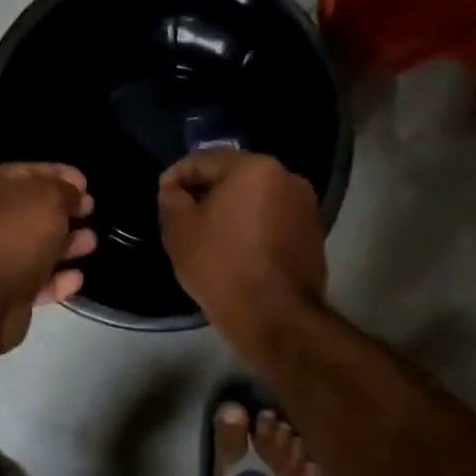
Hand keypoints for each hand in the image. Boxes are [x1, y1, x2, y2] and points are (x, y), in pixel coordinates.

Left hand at [0, 163, 96, 352]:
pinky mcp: (2, 291)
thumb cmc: (12, 237)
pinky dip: (56, 278)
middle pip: (31, 210)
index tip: (86, 183)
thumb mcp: (47, 199)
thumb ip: (64, 191)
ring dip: (65, 244)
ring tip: (92, 243)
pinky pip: (35, 279)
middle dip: (64, 211)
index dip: (59, 174)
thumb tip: (74, 194)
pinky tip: (77, 278)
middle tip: (91, 211)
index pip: (27, 172)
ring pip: (35, 246)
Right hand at [158, 151, 325, 355]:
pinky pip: (272, 219)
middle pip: (234, 176)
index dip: (177, 176)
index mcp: (254, 167)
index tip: (162, 194)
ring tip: (209, 234)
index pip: (205, 160)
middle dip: (207, 191)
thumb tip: (175, 188)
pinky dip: (252, 226)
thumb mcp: (179, 230)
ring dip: (231, 208)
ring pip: (256, 198)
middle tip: (183, 214)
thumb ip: (171, 197)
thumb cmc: (221, 265)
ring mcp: (305, 206)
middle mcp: (286, 177)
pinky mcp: (313, 233)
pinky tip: (236, 249)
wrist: (274, 316)